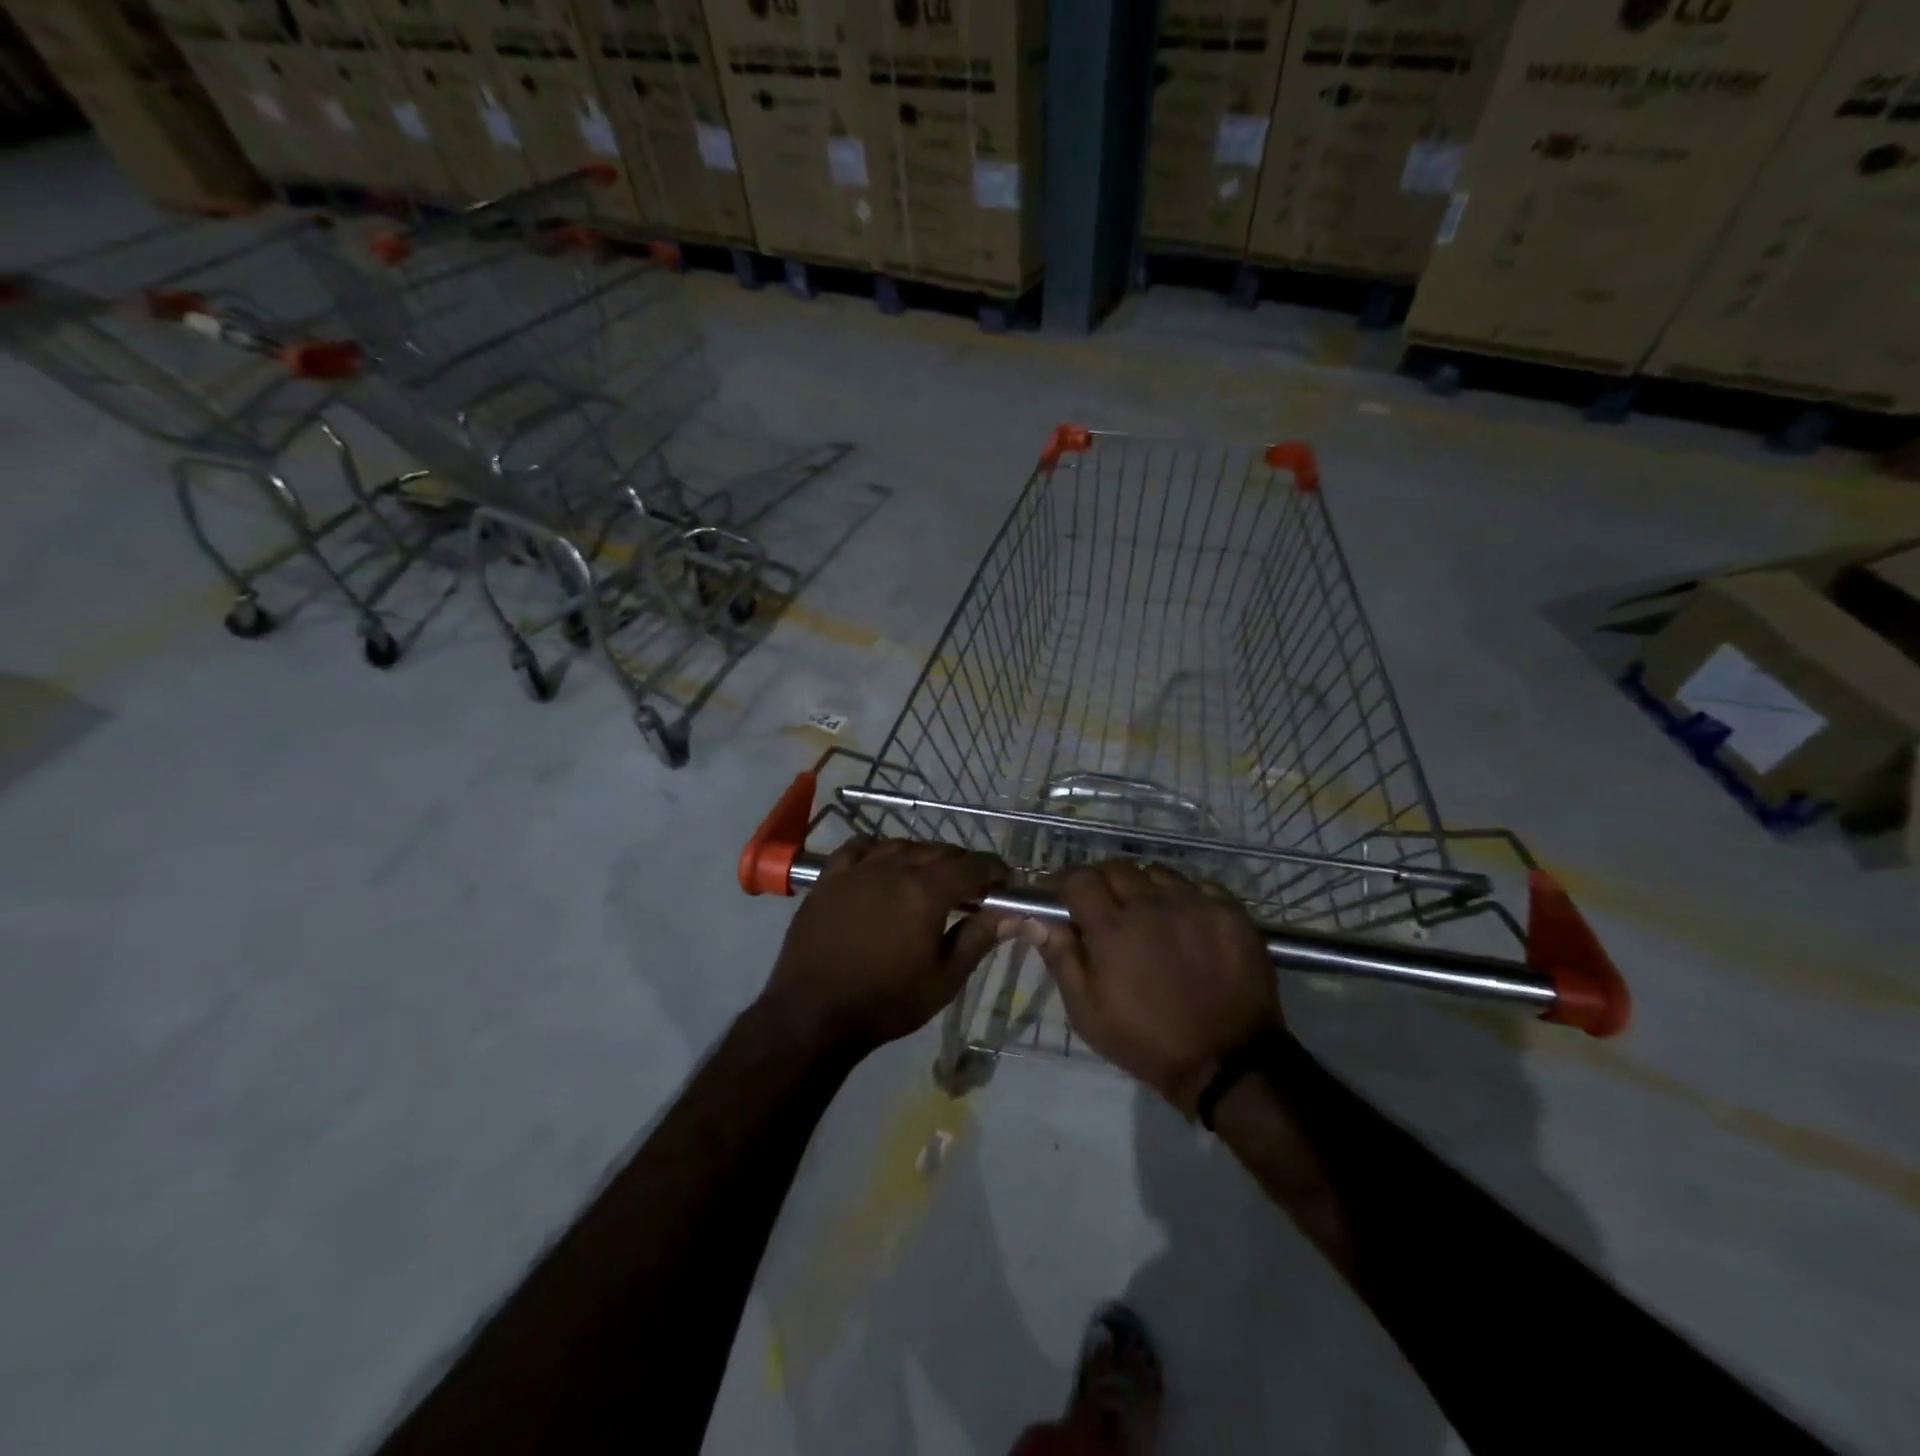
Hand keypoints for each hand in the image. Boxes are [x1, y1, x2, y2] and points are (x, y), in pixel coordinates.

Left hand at [762, 838, 1007, 1057]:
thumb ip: (978, 938)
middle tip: (973, 888)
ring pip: (902, 845)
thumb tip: (1011, 914)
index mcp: (926, 891)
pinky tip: (884, 864)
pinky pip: (860, 847)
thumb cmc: (887, 1001)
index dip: (994, 870)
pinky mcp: (829, 877)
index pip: (972, 866)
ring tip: (930, 878)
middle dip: (963, 864)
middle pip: (939, 851)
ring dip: (924, 856)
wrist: (813, 1014)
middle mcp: (894, 867)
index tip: (1005, 882)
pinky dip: (880, 850)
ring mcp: (858, 868)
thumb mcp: (944, 978)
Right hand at [1013, 861, 1280, 1116]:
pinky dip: (1184, 898)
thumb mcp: (1088, 1012)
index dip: (1065, 882)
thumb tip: (1037, 919)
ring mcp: (1195, 904)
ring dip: (1144, 888)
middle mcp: (1152, 904)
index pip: (1078, 878)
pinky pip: (1199, 886)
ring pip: (1157, 872)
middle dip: (1102, 882)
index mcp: (1112, 928)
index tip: (1063, 896)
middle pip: (1116, 867)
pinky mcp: (1230, 912)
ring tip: (1148, 915)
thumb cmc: (1147, 1041)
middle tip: (1105, 909)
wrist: (1228, 1062)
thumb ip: (1061, 958)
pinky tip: (1186, 924)